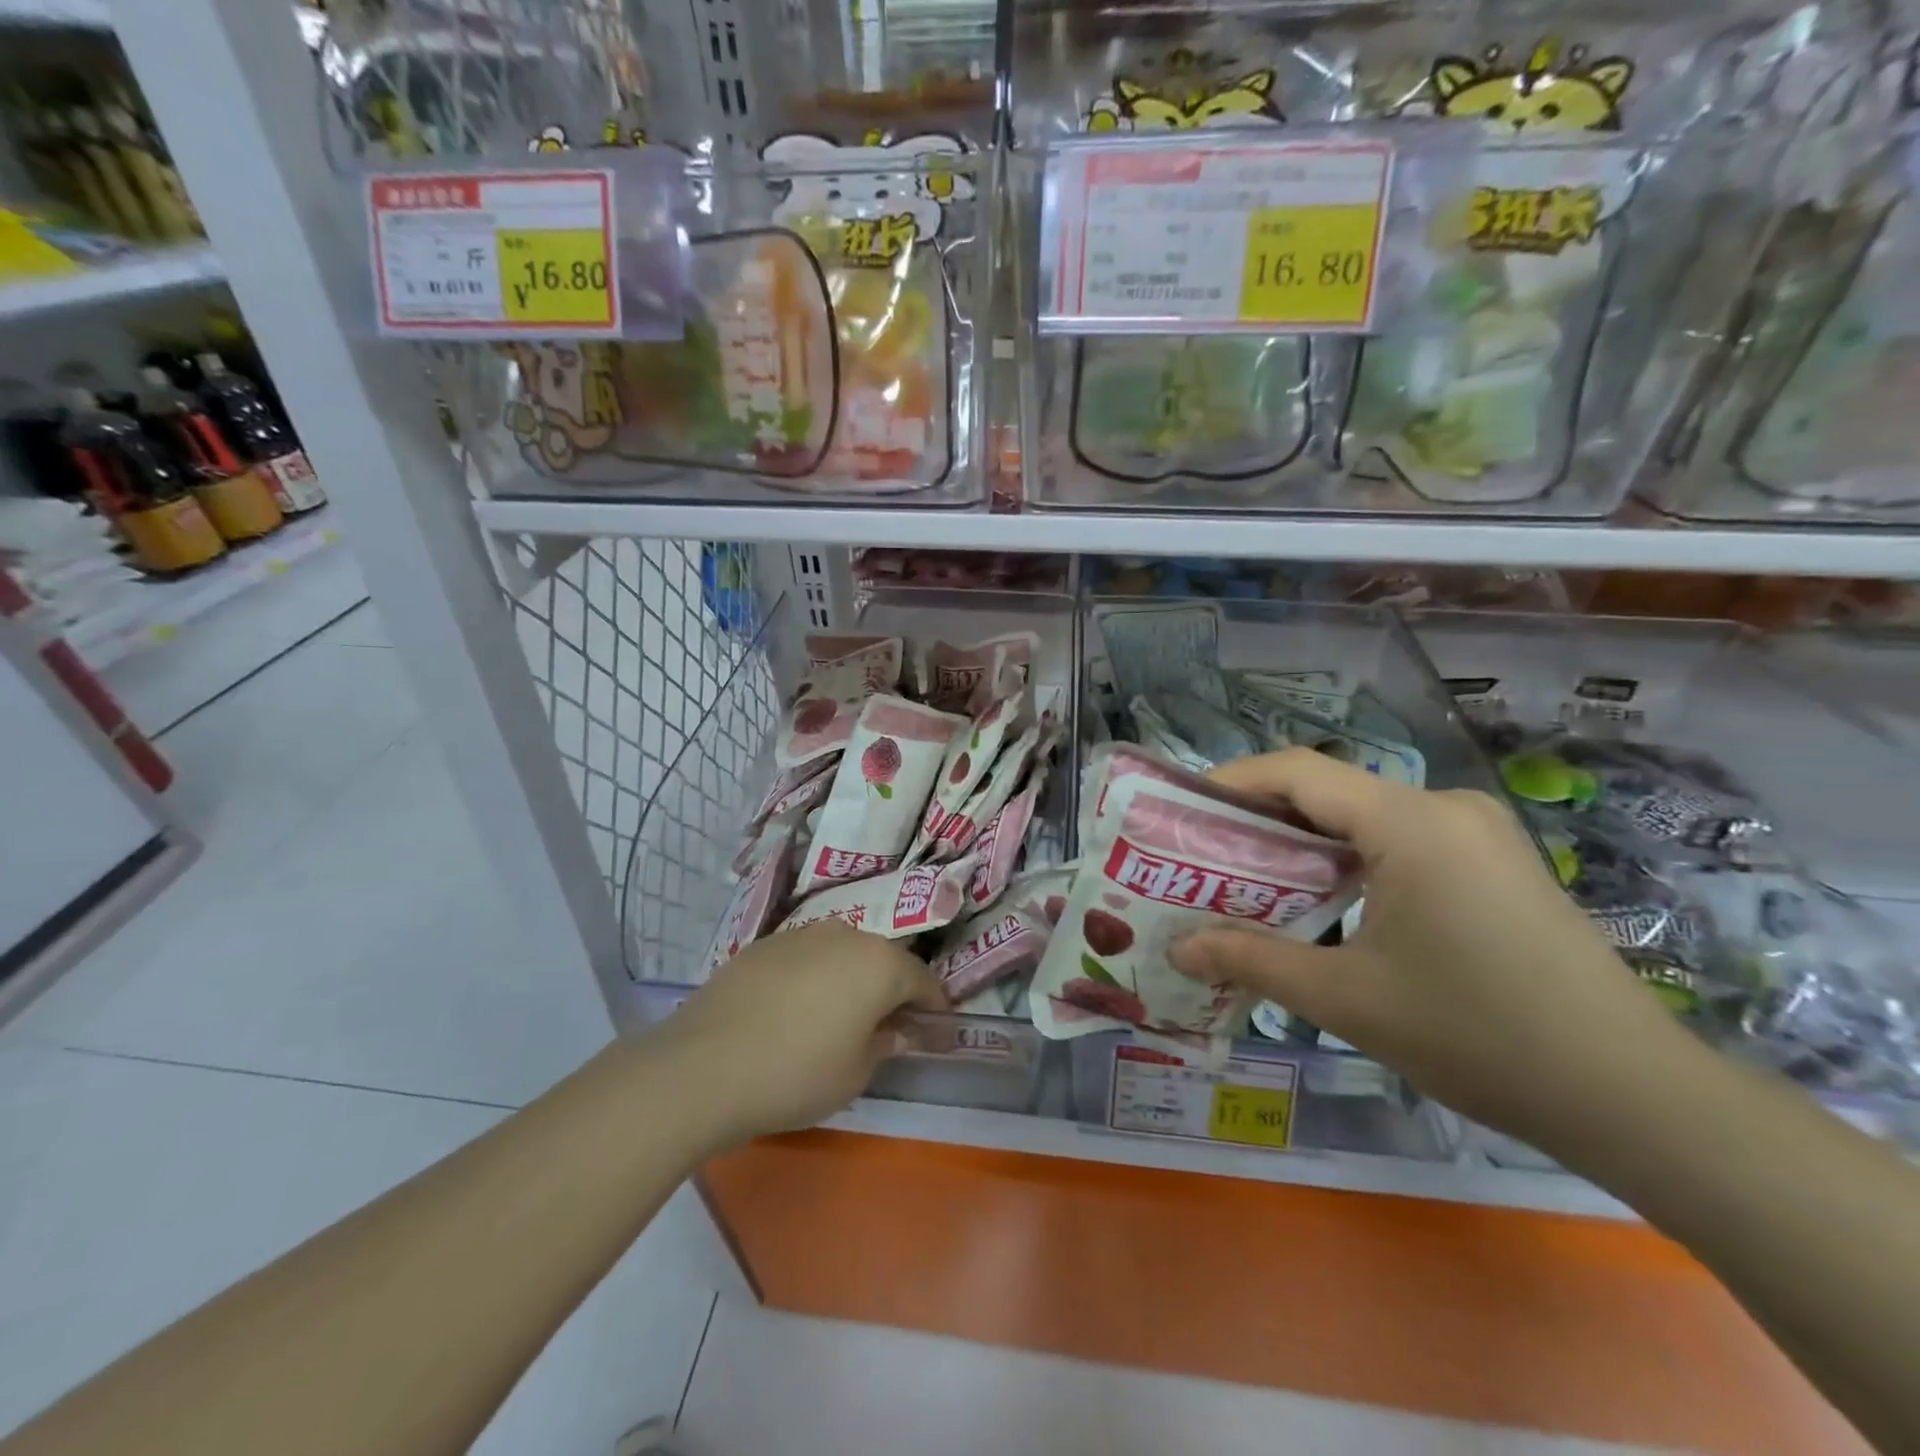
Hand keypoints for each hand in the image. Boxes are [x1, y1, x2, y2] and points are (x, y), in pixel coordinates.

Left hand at [657, 921, 945, 1148]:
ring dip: (851, 980)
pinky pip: (805, 958)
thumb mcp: (855, 1073)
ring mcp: (801, 934)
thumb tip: (897, 1030)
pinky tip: (796, 1010)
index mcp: (879, 963)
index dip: (934, 1007)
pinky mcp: (763, 944)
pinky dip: (814, 978)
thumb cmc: (796, 1073)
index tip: (936, 1033)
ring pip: (842, 954)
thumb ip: (886, 1043)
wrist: (703, 1065)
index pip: (923, 979)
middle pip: (882, 960)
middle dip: (891, 990)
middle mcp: (846, 935)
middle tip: (889, 1026)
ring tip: (840, 1016)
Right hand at [1169, 749, 1694, 1154]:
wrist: (1634, 1098)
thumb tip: (1179, 950)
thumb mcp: (1345, 999)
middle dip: (1260, 817)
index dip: (1231, 781)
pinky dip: (1349, 858)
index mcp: (1410, 823)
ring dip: (1304, 841)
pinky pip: (1401, 839)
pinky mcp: (1496, 861)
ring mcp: (1478, 832)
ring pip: (1364, 815)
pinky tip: (1325, 900)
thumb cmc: (1477, 1036)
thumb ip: (1251, 960)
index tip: (1181, 808)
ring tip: (1251, 879)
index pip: (1298, 771)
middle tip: (1204, 854)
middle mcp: (1445, 807)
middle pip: (1329, 790)